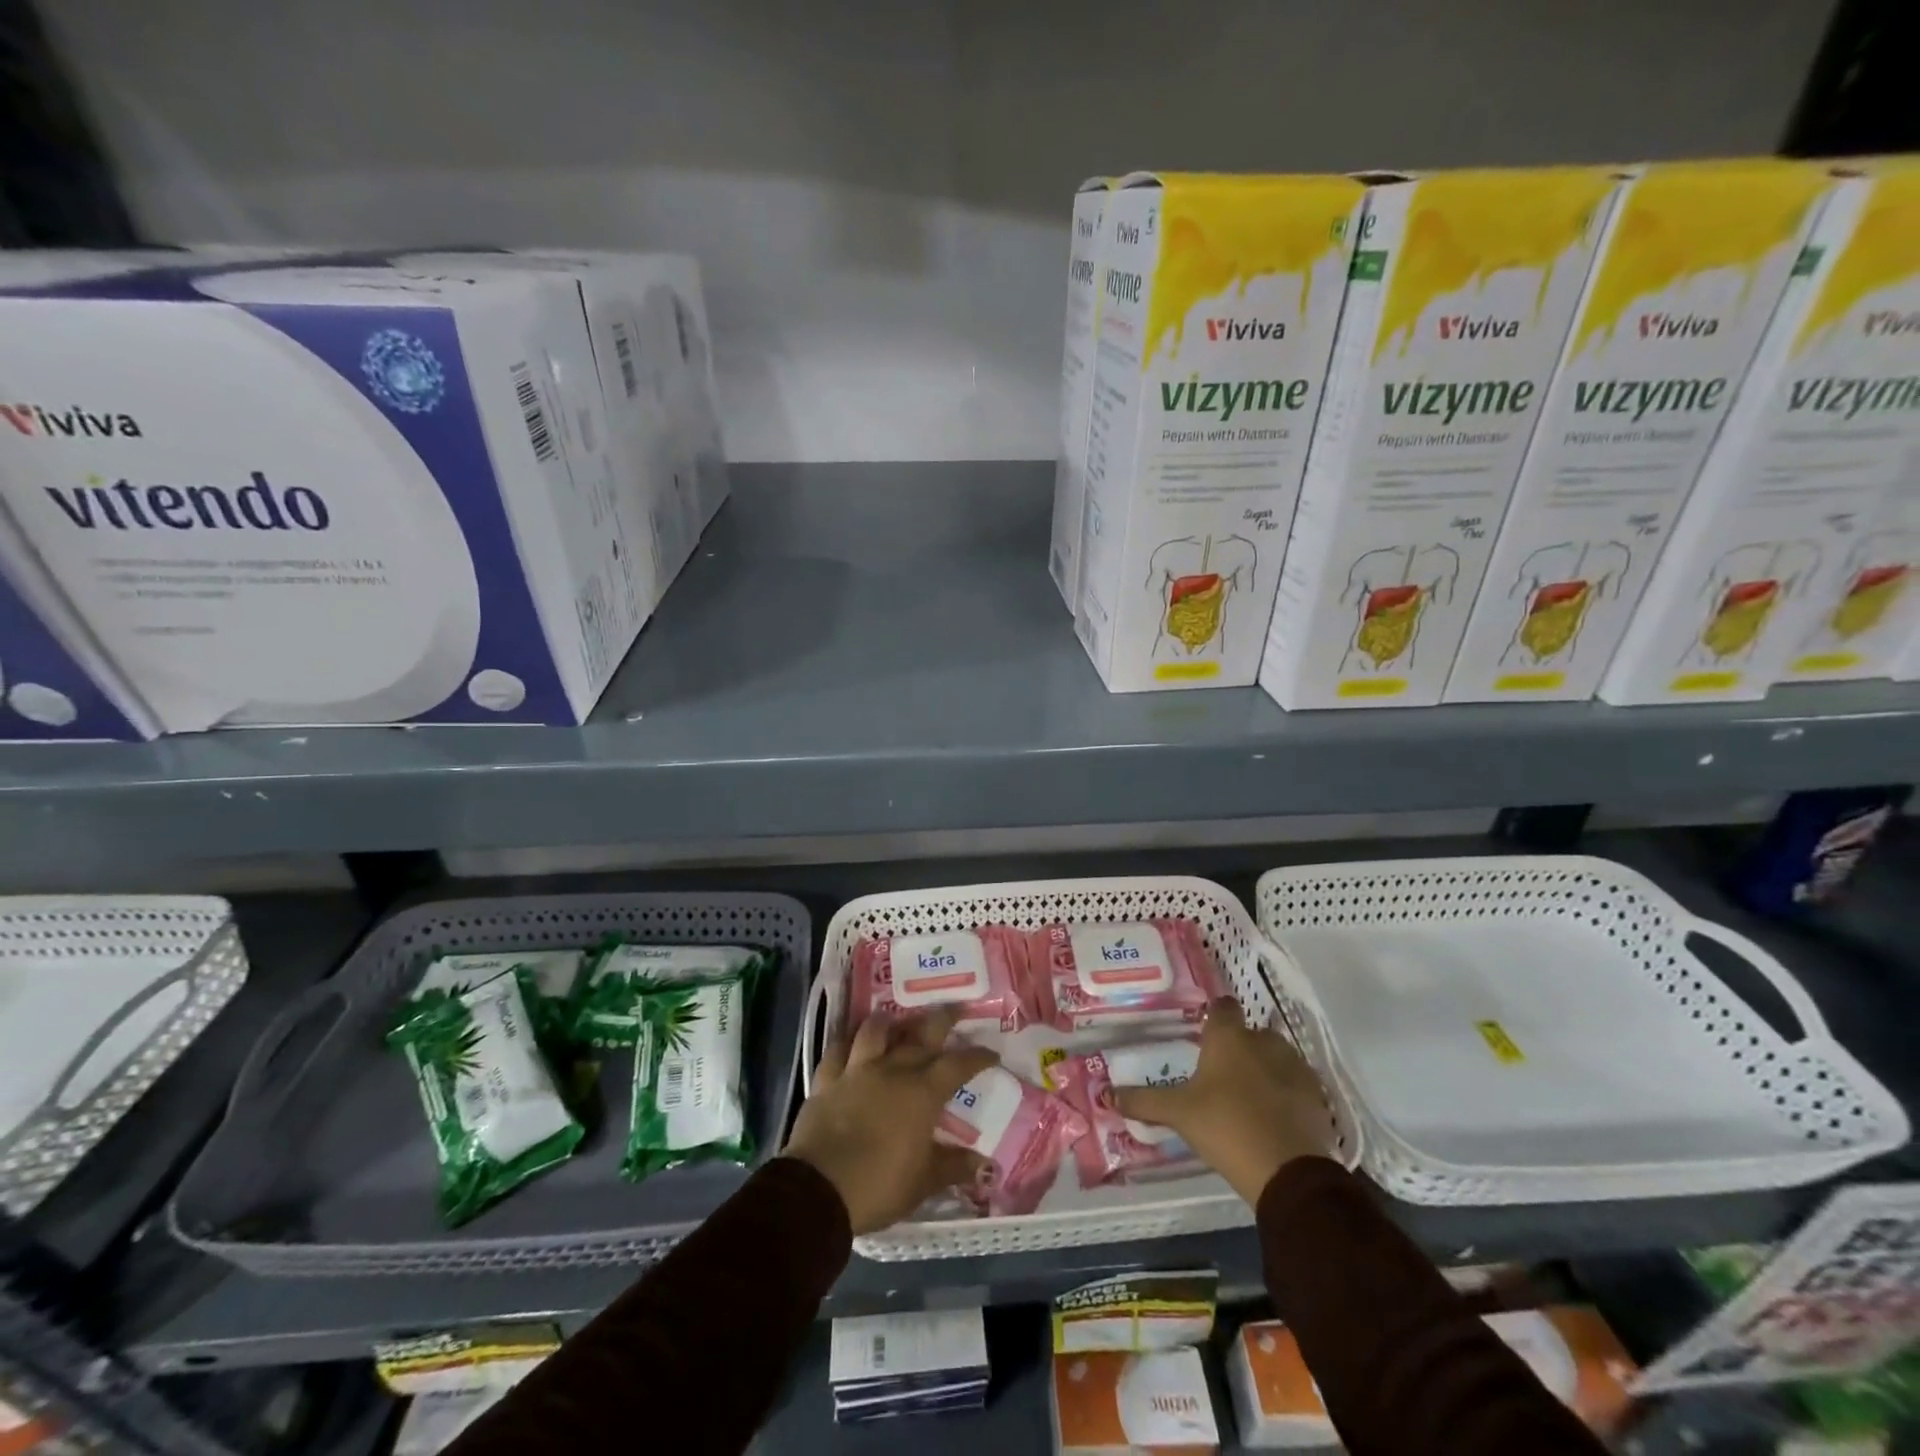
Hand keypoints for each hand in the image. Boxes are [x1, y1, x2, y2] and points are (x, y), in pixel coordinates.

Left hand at [784, 1009, 997, 1233]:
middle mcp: (893, 1070)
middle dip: (942, 1019)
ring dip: (888, 1022)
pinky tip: (850, 1041)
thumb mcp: (923, 1183)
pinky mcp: (827, 1079)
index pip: (958, 1065)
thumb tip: (986, 1165)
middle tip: (955, 1008)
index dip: (977, 1057)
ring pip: (875, 1031)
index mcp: (922, 1093)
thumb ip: (954, 1167)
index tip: (991, 1053)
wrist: (819, 1189)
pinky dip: (846, 1041)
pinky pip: (837, 1049)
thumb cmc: (879, 1186)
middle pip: (922, 1034)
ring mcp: (857, 1070)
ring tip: (894, 1018)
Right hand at [1114, 997, 1331, 1204]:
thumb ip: (1143, 1101)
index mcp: (1229, 1037)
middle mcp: (1264, 1041)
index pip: (1222, 1007)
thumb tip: (1106, 1094)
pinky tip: (1274, 1117)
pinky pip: (1297, 1085)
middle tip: (1221, 1075)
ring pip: (1276, 1057)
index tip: (1204, 1034)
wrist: (1288, 1172)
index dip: (1214, 1017)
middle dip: (1239, 1048)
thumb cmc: (1225, 1127)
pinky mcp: (1317, 1096)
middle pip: (1250, 1033)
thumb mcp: (1178, 1114)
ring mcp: (1295, 1067)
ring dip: (1265, 1069)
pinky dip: (1286, 1094)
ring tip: (1248, 1098)